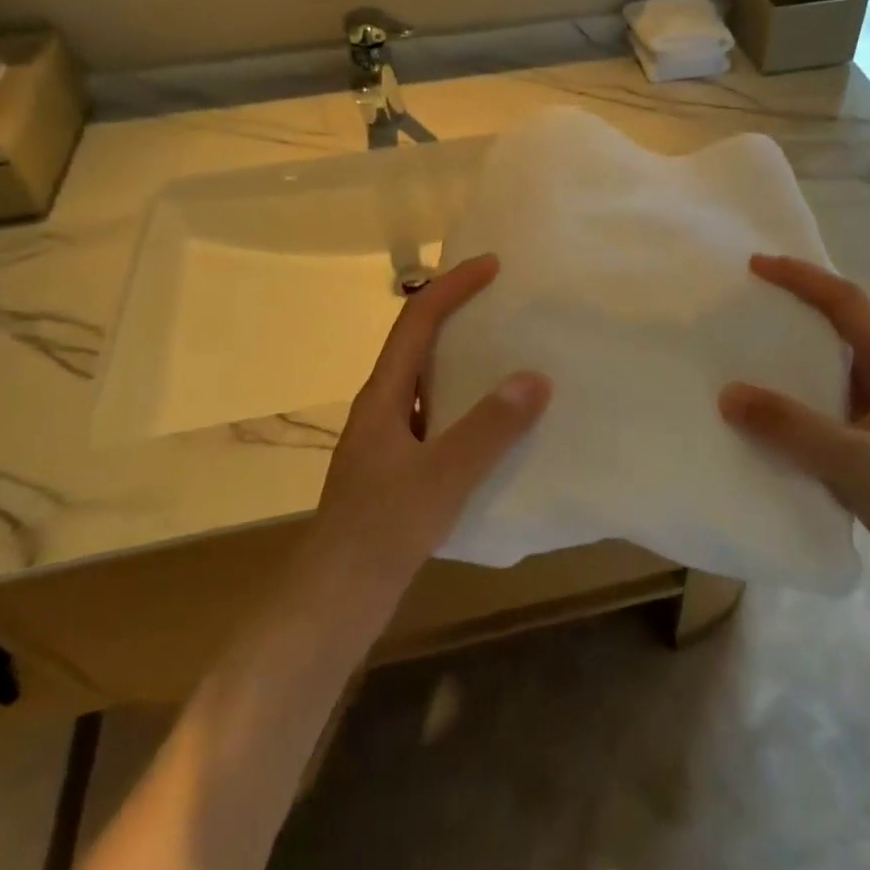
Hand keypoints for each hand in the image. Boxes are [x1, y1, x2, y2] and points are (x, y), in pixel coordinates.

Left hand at [305, 254, 549, 590]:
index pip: (416, 322)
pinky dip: (464, 402)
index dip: (452, 287)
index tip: (491, 266)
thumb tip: (535, 378)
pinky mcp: (396, 469)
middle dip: (456, 313)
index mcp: (382, 397)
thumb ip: (489, 428)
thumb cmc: (382, 532)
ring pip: (426, 381)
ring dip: (462, 358)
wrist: (334, 603)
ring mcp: (386, 440)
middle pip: (418, 343)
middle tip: (503, 301)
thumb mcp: (443, 477)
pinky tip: (494, 424)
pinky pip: (435, 416)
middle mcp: (380, 408)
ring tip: (507, 353)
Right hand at [719, 255, 869, 608]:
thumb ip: (793, 427)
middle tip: (746, 300)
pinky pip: (818, 411)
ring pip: (826, 370)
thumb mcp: (856, 461)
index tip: (757, 265)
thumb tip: (728, 394)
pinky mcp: (865, 451)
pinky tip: (761, 416)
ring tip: (743, 350)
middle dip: (796, 305)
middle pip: (838, 327)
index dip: (804, 277)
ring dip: (789, 355)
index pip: (848, 303)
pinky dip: (788, 403)